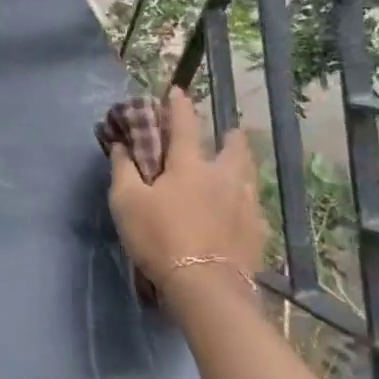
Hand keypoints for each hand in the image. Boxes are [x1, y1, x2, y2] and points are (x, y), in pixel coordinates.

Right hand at [107, 89, 264, 292]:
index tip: (178, 90)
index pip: (184, 124)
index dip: (179, 105)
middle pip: (233, 148)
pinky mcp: (257, 233)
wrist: (206, 288)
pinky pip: (254, 207)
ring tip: (238, 166)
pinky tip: (243, 208)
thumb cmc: (159, 238)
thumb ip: (123, 169)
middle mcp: (223, 177)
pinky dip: (247, 200)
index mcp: (189, 165)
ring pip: (249, 175)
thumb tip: (121, 144)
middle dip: (231, 135)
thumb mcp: (126, 202)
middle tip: (229, 131)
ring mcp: (245, 205)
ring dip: (243, 164)